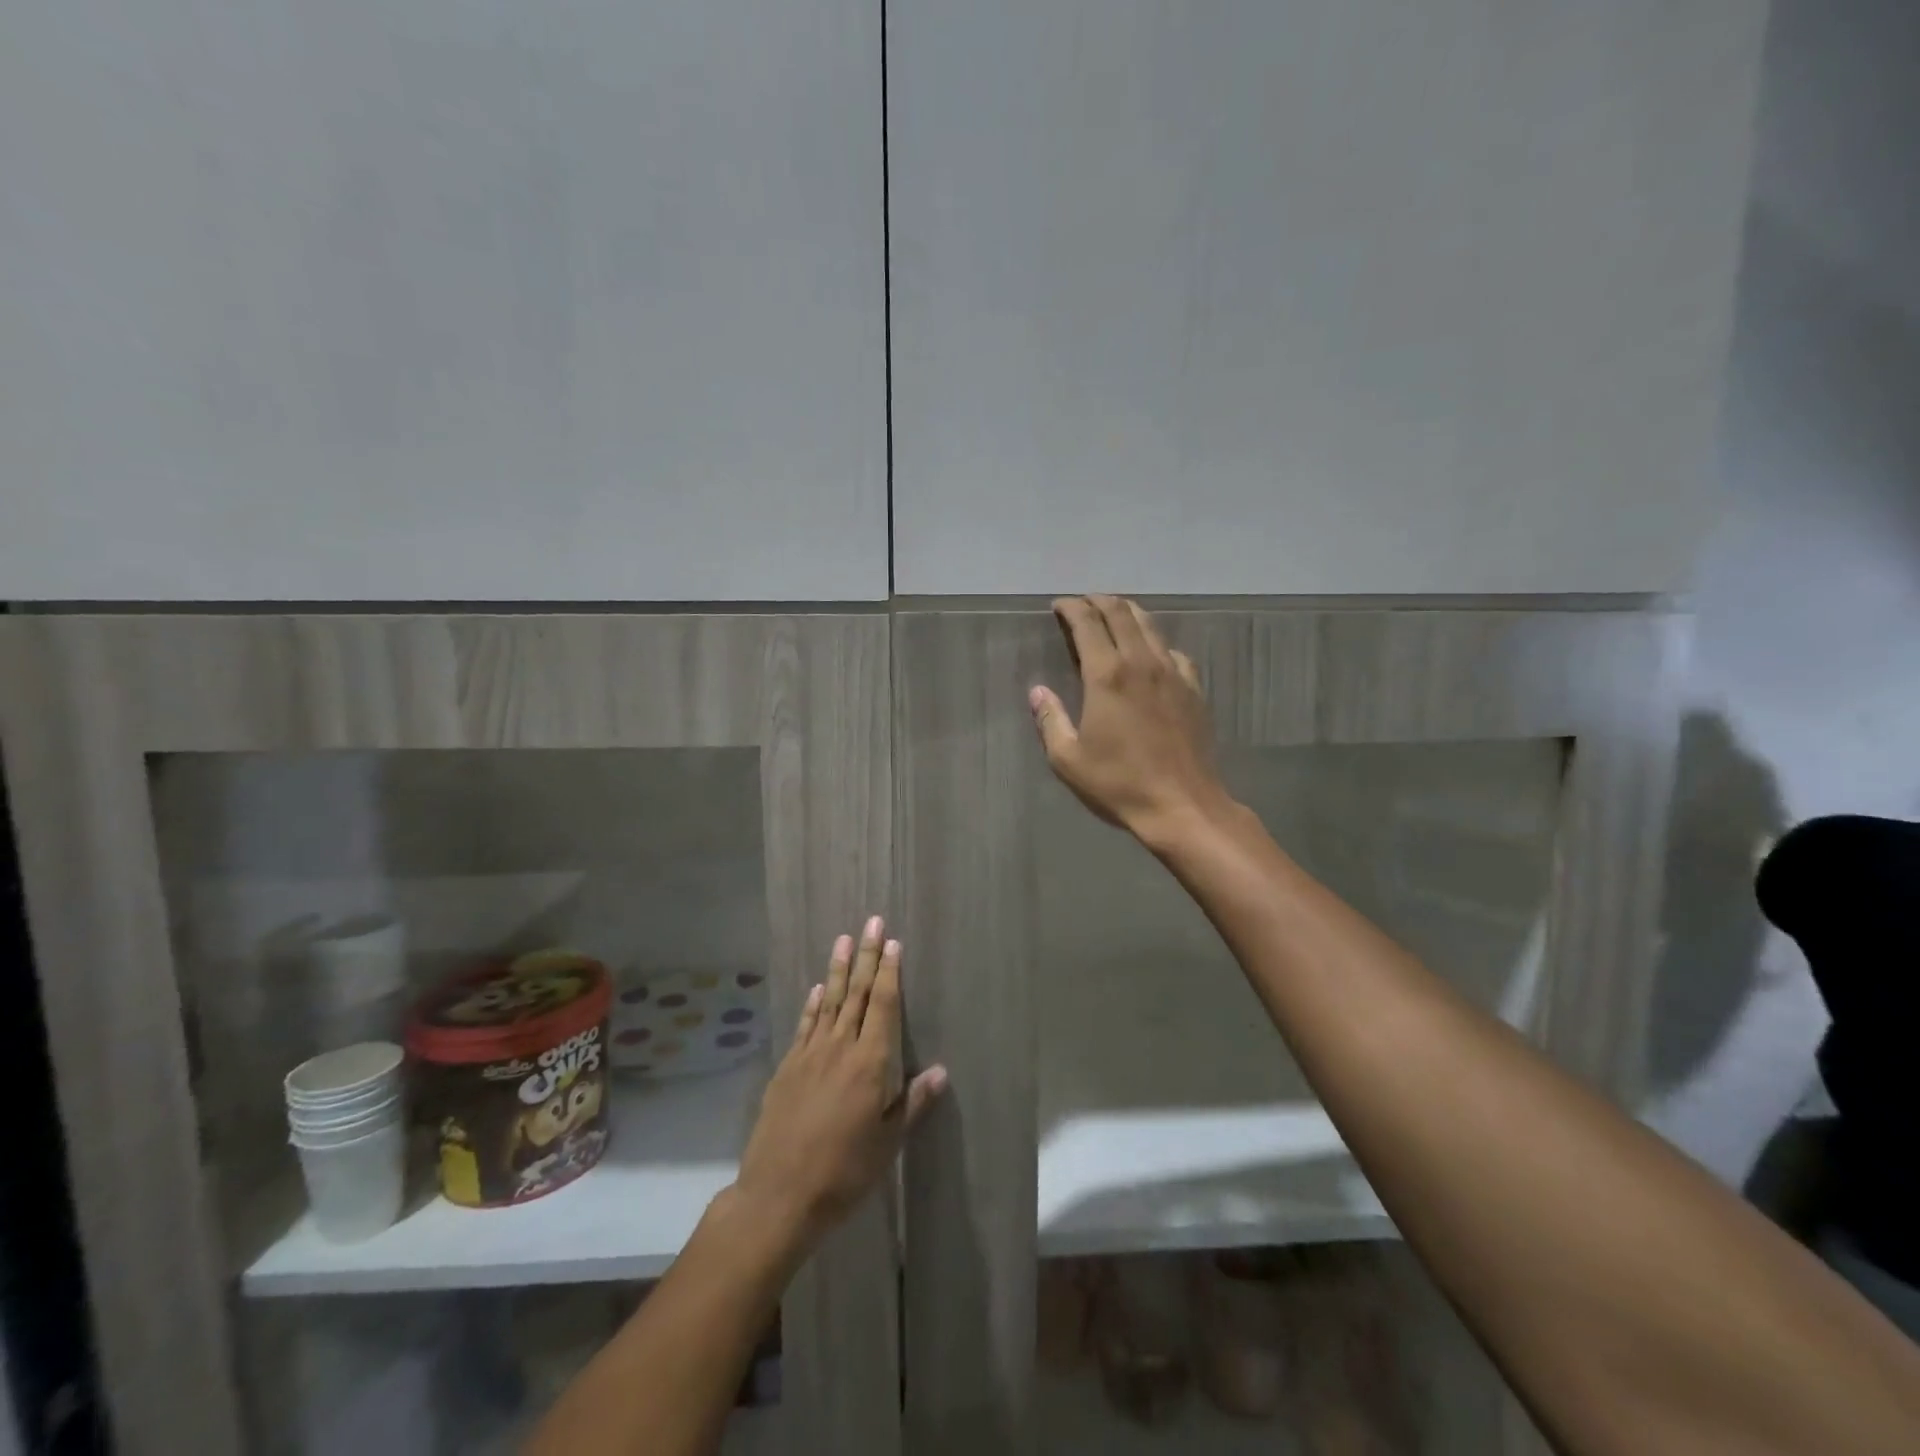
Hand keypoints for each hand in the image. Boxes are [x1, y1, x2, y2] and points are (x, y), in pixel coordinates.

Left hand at [731, 917, 946, 1257]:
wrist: (778, 1196)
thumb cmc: (844, 1172)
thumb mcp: (887, 1143)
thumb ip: (913, 1103)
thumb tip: (940, 1070)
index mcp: (870, 1063)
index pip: (884, 1006)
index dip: (890, 972)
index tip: (893, 942)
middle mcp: (840, 1048)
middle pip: (858, 994)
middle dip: (867, 956)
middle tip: (872, 922)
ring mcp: (810, 1055)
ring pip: (830, 1001)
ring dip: (840, 969)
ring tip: (845, 939)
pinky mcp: (788, 1068)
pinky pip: (805, 1025)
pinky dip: (814, 1003)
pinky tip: (819, 987)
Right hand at [1030, 595, 1232, 846]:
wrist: (1183, 806)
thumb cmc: (1119, 784)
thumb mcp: (1068, 759)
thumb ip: (1050, 720)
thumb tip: (1038, 692)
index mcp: (1107, 676)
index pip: (1088, 624)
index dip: (1071, 608)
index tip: (1059, 606)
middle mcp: (1142, 663)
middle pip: (1121, 614)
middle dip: (1099, 601)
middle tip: (1083, 603)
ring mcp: (1173, 674)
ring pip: (1150, 626)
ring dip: (1128, 613)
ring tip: (1113, 615)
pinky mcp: (1194, 690)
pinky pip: (1173, 652)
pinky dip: (1156, 642)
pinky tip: (1151, 654)